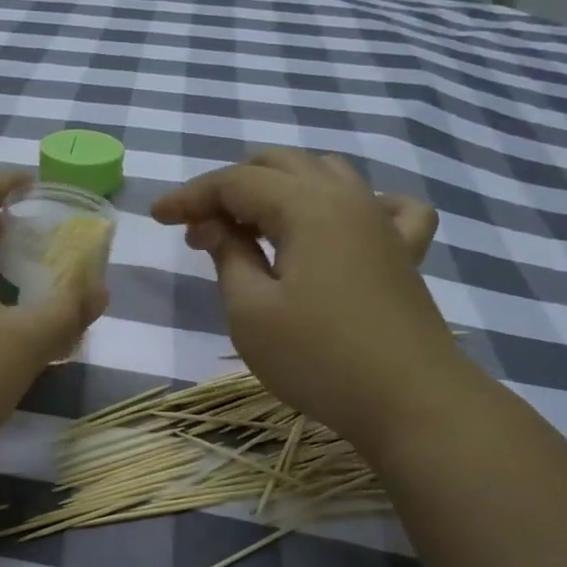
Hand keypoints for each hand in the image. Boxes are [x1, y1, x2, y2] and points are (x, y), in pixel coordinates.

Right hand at [151, 150, 455, 437]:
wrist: (409, 401)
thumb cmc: (318, 357)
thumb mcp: (252, 311)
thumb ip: (229, 256)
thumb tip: (214, 226)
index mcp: (306, 206)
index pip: (235, 182)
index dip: (190, 196)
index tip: (156, 218)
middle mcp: (346, 198)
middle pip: (278, 165)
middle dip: (230, 189)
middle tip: (200, 231)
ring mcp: (381, 222)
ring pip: (324, 175)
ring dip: (278, 191)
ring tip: (253, 230)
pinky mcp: (403, 252)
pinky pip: (381, 205)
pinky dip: (348, 205)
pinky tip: (338, 228)